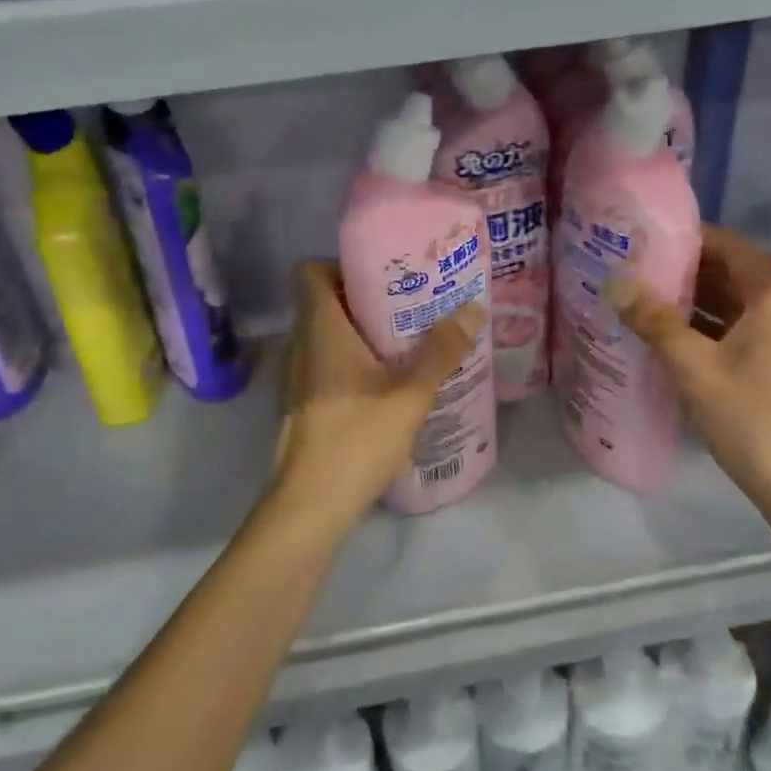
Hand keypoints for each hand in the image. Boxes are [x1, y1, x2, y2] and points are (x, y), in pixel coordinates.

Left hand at [272, 261, 484, 529]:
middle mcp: (302, 345)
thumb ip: (441, 352)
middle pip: (324, 302)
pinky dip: (352, 362)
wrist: (310, 505)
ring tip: (406, 340)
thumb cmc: (357, 437)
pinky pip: (325, 364)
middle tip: (410, 305)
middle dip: (365, 299)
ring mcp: (297, 378)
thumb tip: (473, 309)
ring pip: (326, 336)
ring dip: (360, 333)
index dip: (340, 266)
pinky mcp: (302, 405)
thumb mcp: (410, 394)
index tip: (382, 275)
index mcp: (321, 329)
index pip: (309, 272)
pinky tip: (388, 382)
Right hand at [607, 225, 770, 514]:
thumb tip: (616, 282)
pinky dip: (715, 327)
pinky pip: (749, 331)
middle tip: (639, 269)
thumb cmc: (751, 418)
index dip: (691, 239)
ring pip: (742, 306)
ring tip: (648, 298)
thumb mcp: (693, 367)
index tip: (648, 239)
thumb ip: (654, 321)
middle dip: (689, 271)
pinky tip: (675, 337)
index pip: (732, 249)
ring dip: (699, 301)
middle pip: (737, 276)